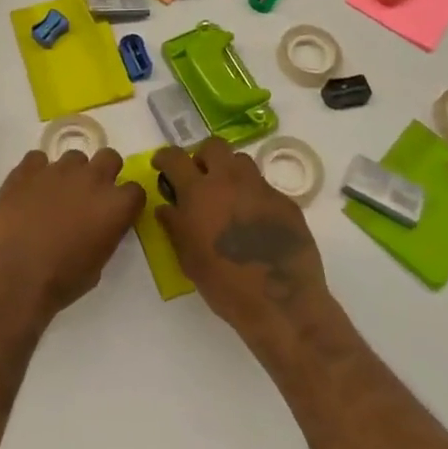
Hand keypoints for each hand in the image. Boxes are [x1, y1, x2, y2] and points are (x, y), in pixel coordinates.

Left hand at [0, 148, 143, 321]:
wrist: (13, 275)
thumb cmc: (59, 281)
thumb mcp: (96, 267)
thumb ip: (104, 236)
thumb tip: (98, 226)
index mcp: (114, 206)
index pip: (135, 190)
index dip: (126, 201)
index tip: (116, 212)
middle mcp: (91, 179)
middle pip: (110, 157)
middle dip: (104, 172)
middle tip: (89, 194)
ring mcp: (58, 169)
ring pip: (74, 157)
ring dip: (70, 173)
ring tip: (54, 195)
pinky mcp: (28, 168)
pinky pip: (38, 159)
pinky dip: (37, 172)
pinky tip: (29, 191)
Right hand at [156, 138, 328, 349]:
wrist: (281, 302)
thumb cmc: (225, 284)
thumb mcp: (188, 258)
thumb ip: (174, 226)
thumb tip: (167, 207)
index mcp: (199, 192)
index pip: (175, 157)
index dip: (165, 157)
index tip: (162, 164)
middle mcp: (230, 180)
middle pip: (213, 145)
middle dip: (203, 157)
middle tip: (201, 179)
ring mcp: (261, 188)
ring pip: (242, 161)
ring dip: (230, 172)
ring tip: (229, 197)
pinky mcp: (285, 202)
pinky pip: (264, 187)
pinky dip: (254, 197)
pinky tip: (256, 222)